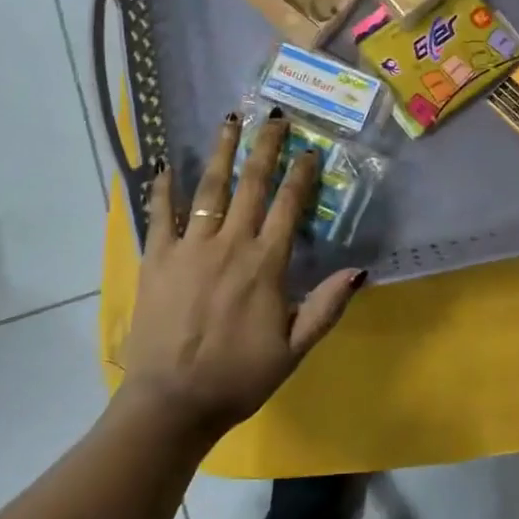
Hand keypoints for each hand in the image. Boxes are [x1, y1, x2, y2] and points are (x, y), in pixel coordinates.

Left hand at [119, 111, 364, 443]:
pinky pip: (160, 214)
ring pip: (210, 189)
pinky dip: (163, 187)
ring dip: (222, 152)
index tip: (309, 149)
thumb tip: (360, 269)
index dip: (301, 175)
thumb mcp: (294, 350)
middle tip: (273, 116)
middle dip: (265, 147)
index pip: (289, 206)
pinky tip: (168, 163)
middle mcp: (230, 244)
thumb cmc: (238, 378)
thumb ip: (326, 307)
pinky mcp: (157, 258)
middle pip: (251, 185)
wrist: (172, 402)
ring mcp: (190, 247)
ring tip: (230, 120)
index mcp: (265, 264)